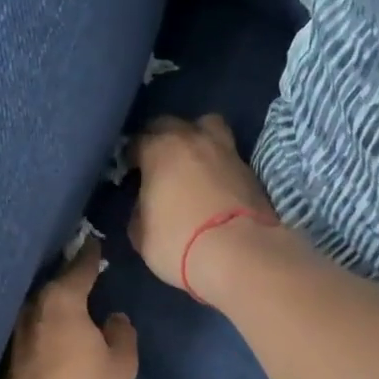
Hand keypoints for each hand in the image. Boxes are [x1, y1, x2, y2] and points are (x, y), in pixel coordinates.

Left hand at [0, 240, 137, 378]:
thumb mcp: (121, 362)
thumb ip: (122, 334)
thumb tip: (114, 318)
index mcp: (63, 299)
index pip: (79, 268)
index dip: (89, 254)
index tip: (93, 241)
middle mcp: (34, 308)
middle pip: (53, 285)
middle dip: (67, 278)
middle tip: (82, 273)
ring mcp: (16, 333)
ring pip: (39, 309)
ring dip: (52, 305)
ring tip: (68, 304)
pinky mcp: (7, 358)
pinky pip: (32, 331)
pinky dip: (43, 328)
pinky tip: (52, 334)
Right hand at [130, 115, 279, 297]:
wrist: (241, 255)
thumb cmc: (180, 243)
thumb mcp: (142, 235)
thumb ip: (139, 212)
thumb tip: (144, 205)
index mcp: (160, 150)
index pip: (136, 141)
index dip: (130, 157)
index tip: (129, 173)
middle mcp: (192, 139)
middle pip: (170, 124)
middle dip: (159, 139)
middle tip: (156, 164)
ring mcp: (225, 150)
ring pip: (206, 126)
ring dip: (195, 137)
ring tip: (190, 162)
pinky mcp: (249, 168)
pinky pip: (225, 152)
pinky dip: (216, 161)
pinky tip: (213, 181)